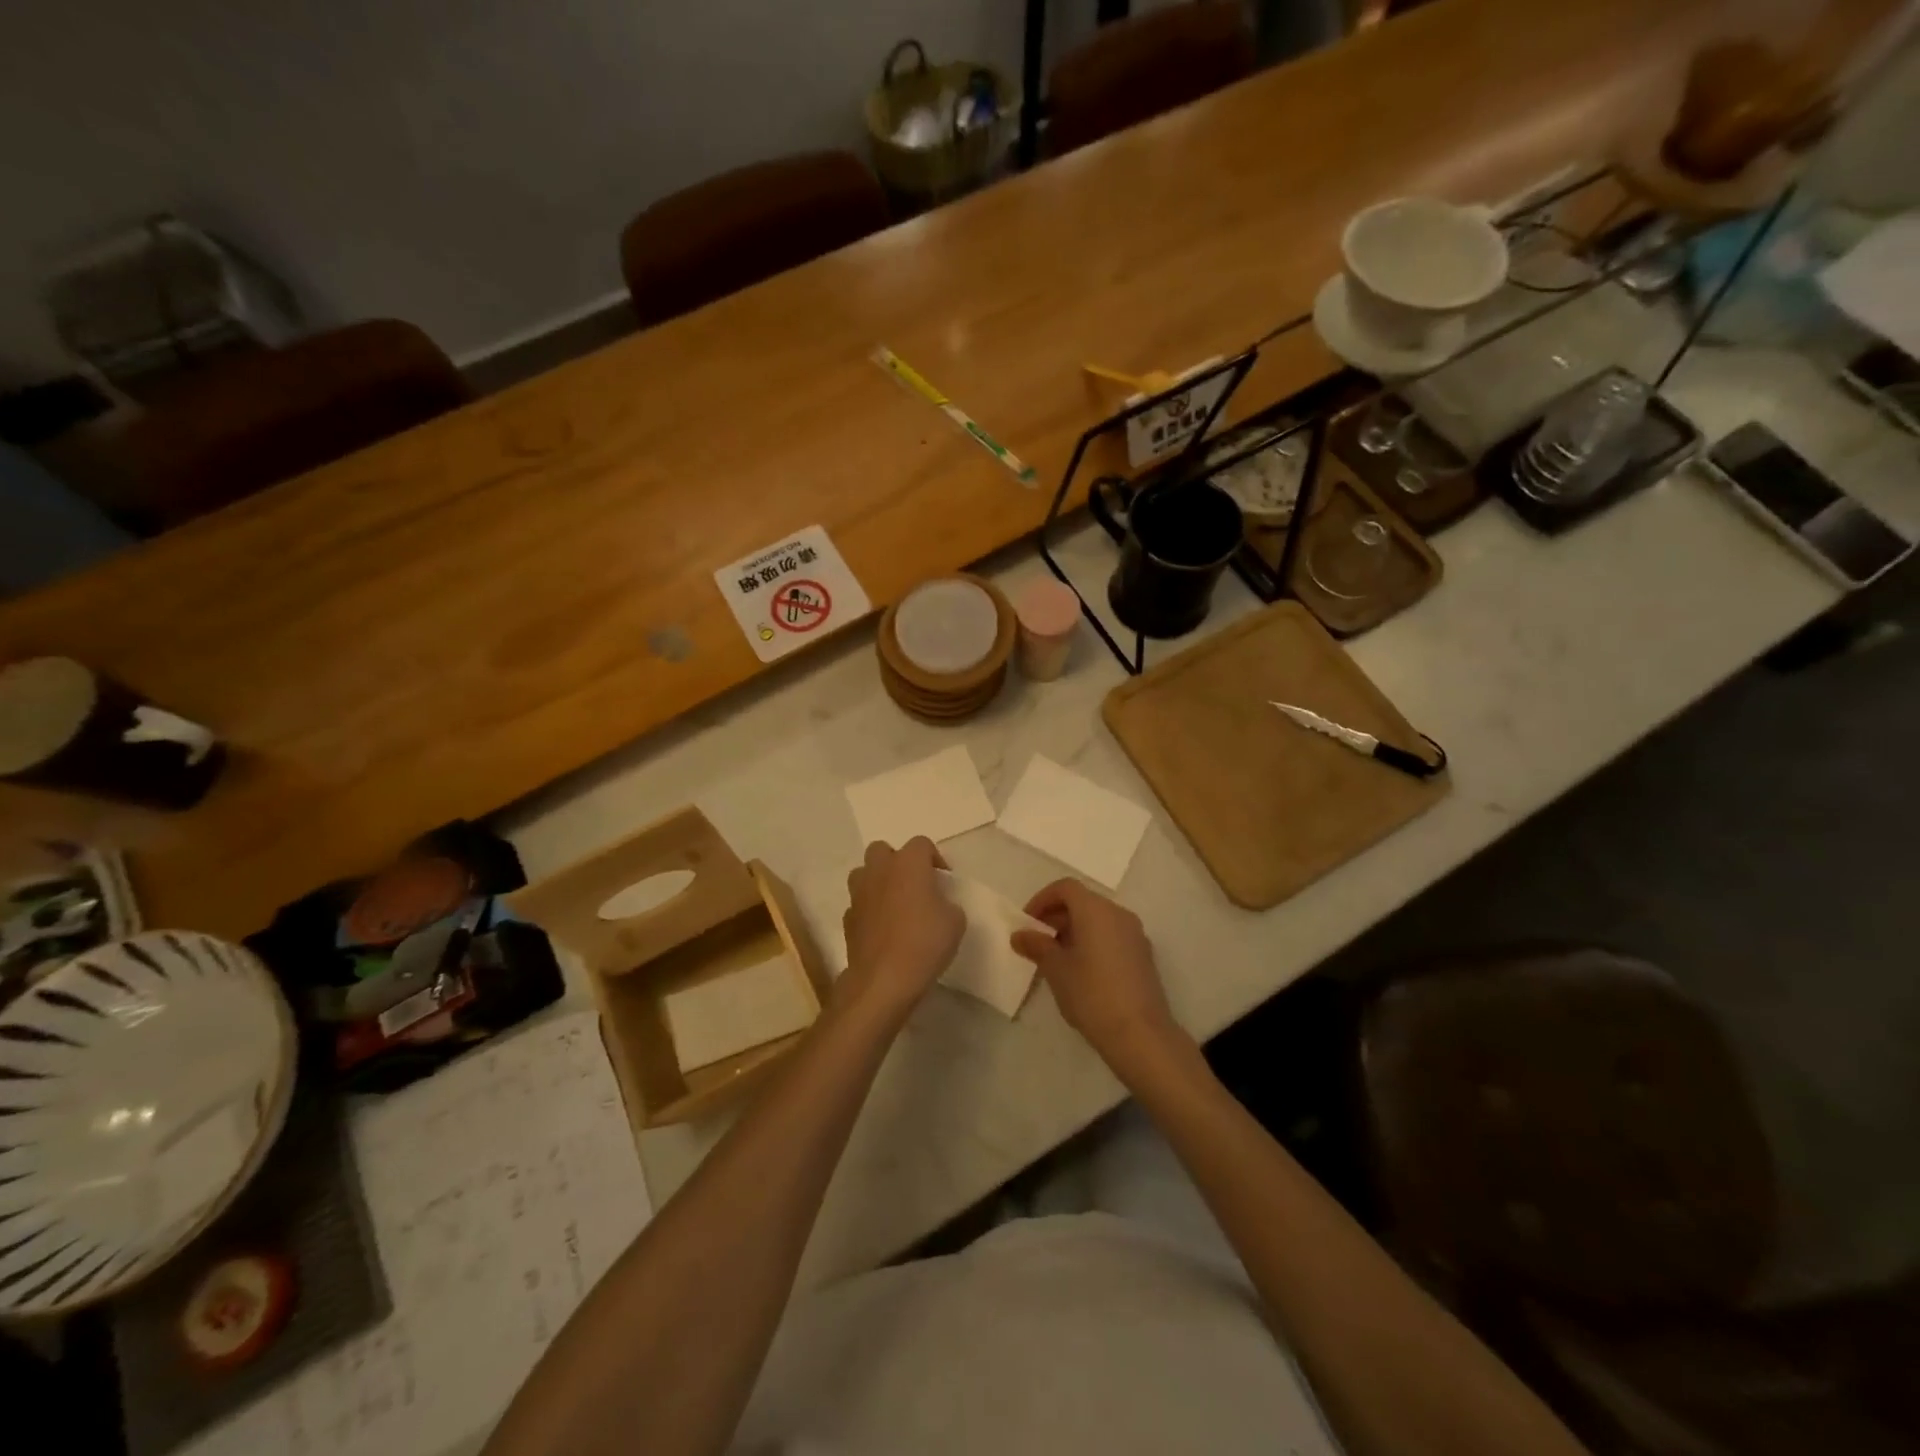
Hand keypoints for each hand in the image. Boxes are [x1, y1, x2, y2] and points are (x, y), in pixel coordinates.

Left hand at [838, 838, 963, 1017]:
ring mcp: (859, 894)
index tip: (944, 881)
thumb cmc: (924, 943)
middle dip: (897, 862)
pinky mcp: (847, 918)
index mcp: (908, 864)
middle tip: (913, 885)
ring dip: (878, 882)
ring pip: (864, 873)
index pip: (921, 844)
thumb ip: (947, 903)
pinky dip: (869, 910)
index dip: (934, 859)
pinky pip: (859, 903)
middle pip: (883, 850)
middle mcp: (879, 870)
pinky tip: (882, 929)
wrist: (883, 980)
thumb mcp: (955, 921)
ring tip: (895, 904)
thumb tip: (937, 904)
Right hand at [1012, 878, 1177, 1071]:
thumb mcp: (1056, 969)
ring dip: (1074, 930)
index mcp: (1096, 910)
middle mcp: (1118, 914)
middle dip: (1056, 916)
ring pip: (1098, 919)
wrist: (1140, 1034)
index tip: (1027, 922)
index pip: (1066, 887)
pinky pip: (1111, 936)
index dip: (1042, 899)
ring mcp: (1135, 935)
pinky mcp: (1143, 955)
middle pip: (1083, 901)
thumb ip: (1037, 946)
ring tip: (1056, 959)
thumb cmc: (1092, 994)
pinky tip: (1081, 971)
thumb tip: (1020, 935)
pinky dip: (1092, 941)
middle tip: (1037, 941)